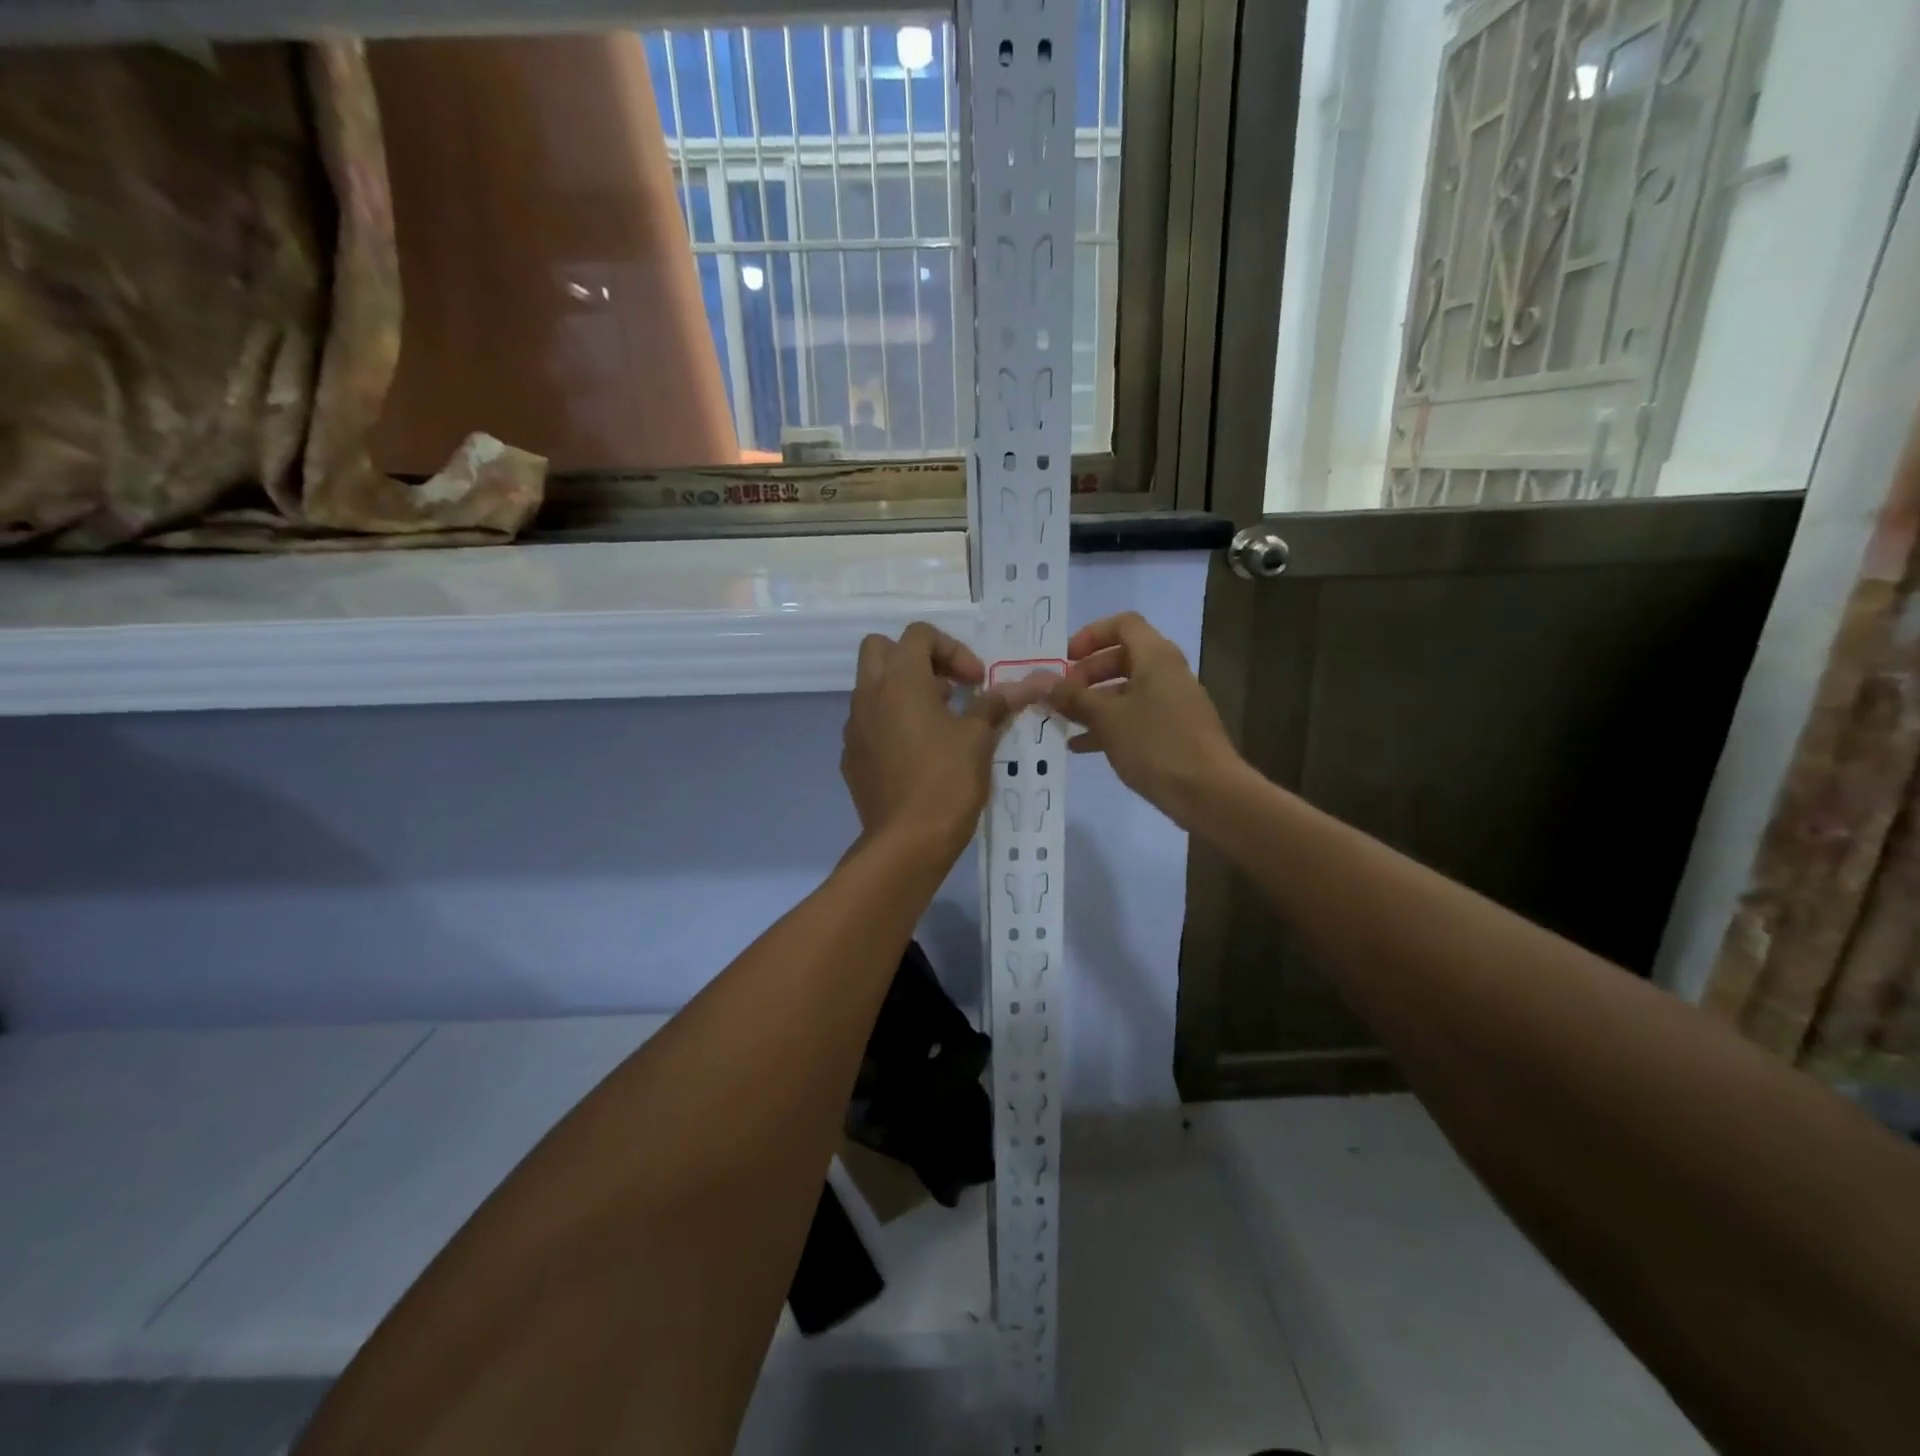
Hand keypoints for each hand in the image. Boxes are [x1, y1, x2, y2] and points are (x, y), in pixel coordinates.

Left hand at [842, 624, 1044, 856]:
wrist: (907, 842)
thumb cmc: (947, 781)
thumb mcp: (978, 738)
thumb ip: (995, 704)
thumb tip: (1026, 685)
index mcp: (899, 680)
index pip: (919, 634)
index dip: (953, 649)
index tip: (976, 682)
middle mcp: (868, 695)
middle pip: (880, 648)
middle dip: (916, 659)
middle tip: (947, 687)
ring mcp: (854, 728)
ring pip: (872, 688)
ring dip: (903, 691)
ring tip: (939, 722)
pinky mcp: (852, 757)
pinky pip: (869, 724)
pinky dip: (891, 724)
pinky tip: (917, 754)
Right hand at [1043, 612, 1245, 827]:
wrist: (1208, 793)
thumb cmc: (1155, 744)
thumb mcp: (1106, 718)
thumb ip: (1071, 697)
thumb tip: (1038, 681)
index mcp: (1156, 657)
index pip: (1123, 624)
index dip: (1090, 635)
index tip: (1065, 660)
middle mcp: (1167, 672)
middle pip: (1122, 657)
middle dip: (1087, 674)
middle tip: (1062, 695)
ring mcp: (1173, 703)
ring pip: (1126, 691)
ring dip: (1094, 702)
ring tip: (1063, 722)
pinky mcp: (1174, 731)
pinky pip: (1136, 716)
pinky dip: (1110, 724)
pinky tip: (1082, 746)